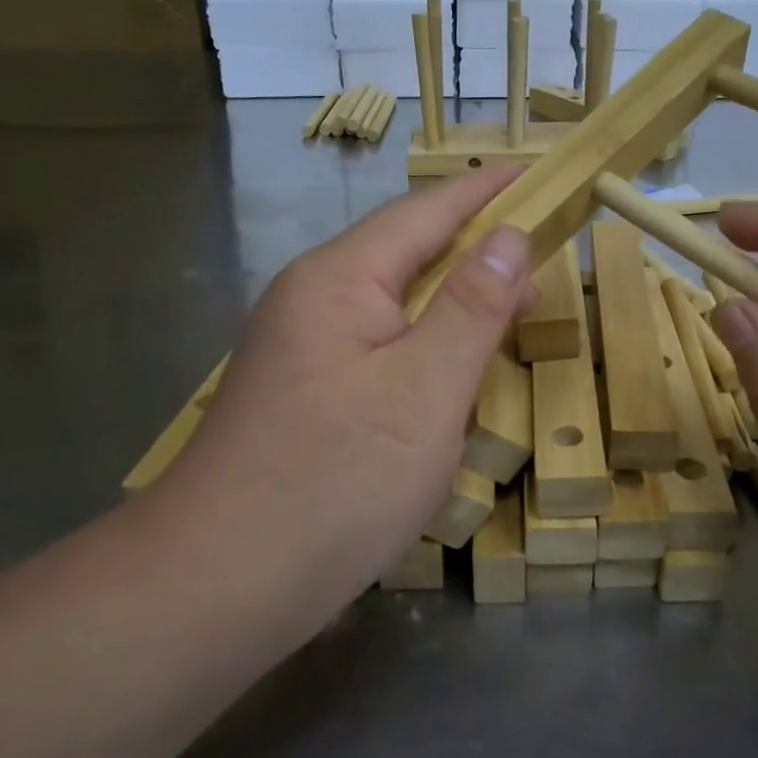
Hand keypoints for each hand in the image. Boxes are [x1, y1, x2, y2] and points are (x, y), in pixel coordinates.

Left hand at [153, 170, 536, 617]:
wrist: (217, 585)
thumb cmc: (334, 481)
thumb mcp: (425, 390)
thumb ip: (472, 307)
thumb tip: (508, 238)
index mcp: (339, 279)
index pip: (425, 211)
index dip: (483, 190)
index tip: (532, 171)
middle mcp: (312, 298)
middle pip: (406, 252)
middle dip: (474, 252)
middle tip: (540, 269)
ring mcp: (301, 347)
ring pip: (392, 303)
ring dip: (451, 302)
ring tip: (507, 316)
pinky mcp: (303, 392)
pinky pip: (377, 345)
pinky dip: (424, 344)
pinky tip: (447, 372)